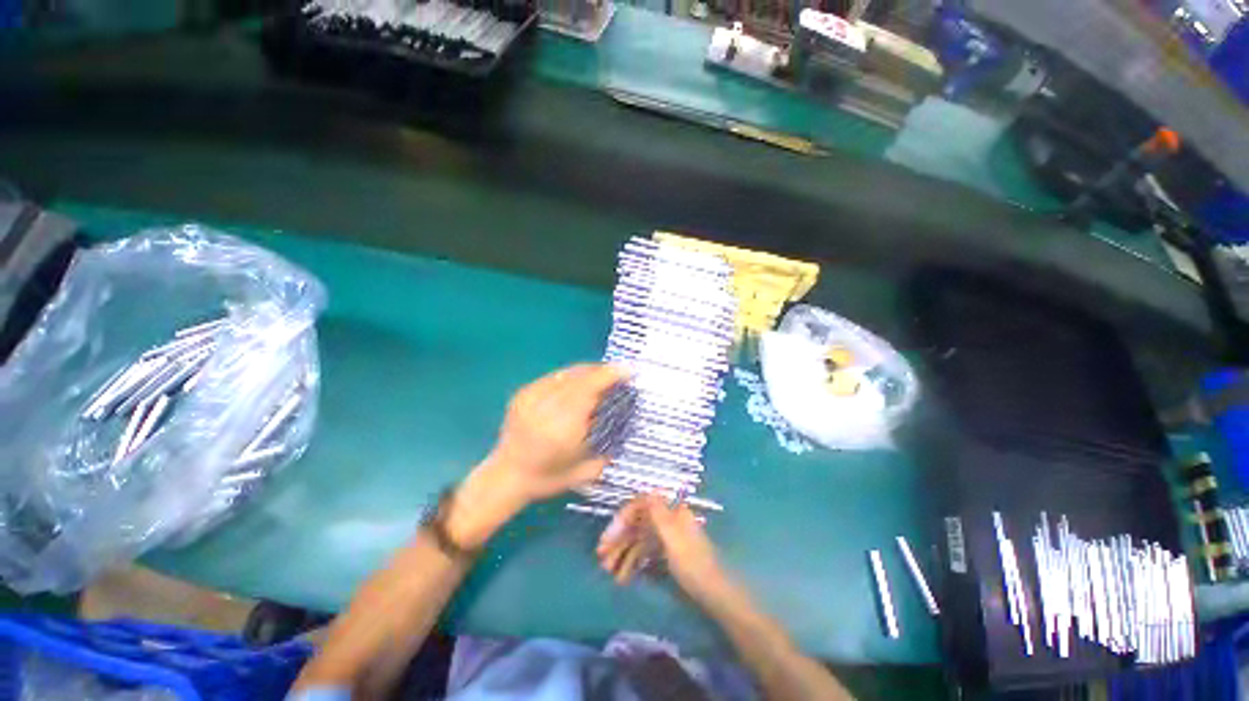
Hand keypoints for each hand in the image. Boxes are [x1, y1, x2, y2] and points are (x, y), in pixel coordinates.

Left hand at [447, 363, 625, 548]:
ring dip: (589, 371)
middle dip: (603, 371)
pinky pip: (554, 377)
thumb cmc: (549, 477)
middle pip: (579, 376)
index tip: (628, 371)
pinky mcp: (522, 393)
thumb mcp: (586, 470)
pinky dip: (571, 376)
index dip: (609, 375)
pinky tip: (580, 382)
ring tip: (602, 375)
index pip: (588, 389)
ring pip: (567, 373)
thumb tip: (627, 420)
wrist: (506, 476)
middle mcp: (544, 407)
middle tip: (619, 373)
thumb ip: (609, 446)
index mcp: (561, 428)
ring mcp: (530, 397)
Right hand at [596, 495, 726, 599]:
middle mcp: (666, 520)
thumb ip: (659, 514)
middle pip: (637, 523)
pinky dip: (633, 562)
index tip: (607, 538)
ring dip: (622, 553)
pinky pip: (644, 552)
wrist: (714, 594)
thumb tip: (649, 489)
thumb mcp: (674, 539)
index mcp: (671, 512)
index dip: (622, 519)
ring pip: (638, 539)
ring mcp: (665, 537)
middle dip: (619, 540)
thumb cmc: (693, 564)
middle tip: (601, 559)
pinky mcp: (665, 553)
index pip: (641, 506)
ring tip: (608, 572)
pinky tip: (622, 577)